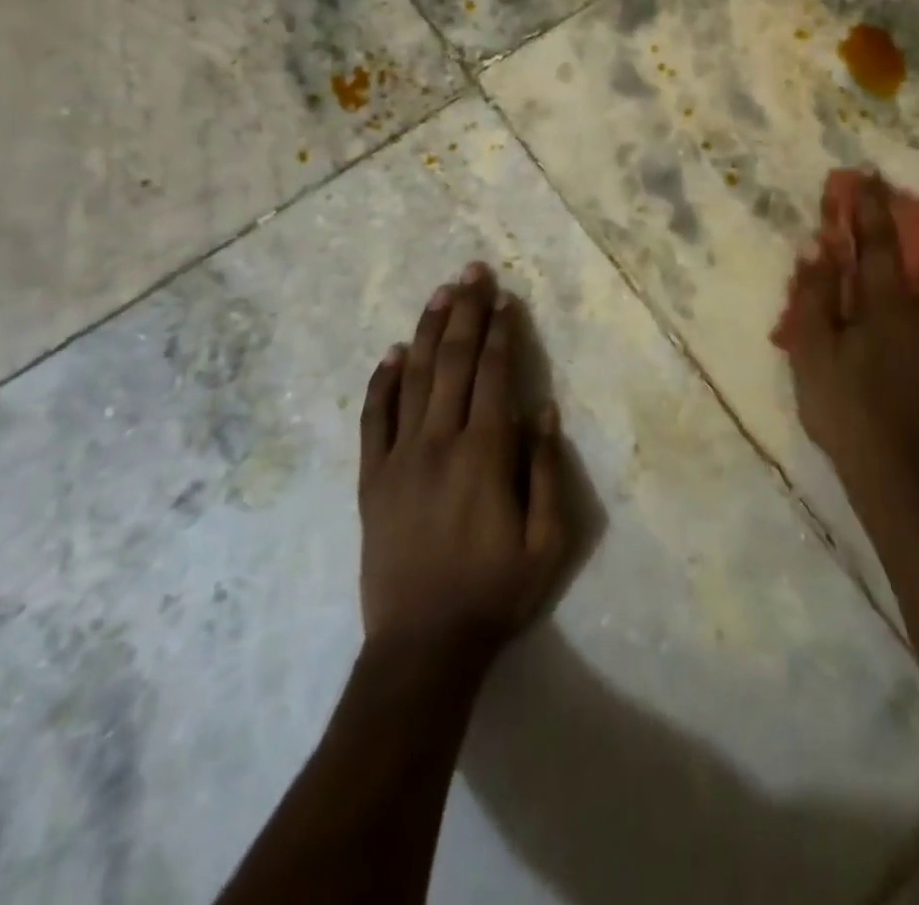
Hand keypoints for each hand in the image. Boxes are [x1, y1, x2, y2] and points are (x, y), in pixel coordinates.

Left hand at [358, 263, 569, 668]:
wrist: (422, 646)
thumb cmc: (494, 593)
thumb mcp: (546, 542)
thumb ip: (546, 471)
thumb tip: (542, 410)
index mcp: (484, 453)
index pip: (493, 375)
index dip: (500, 332)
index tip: (505, 298)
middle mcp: (439, 442)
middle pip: (453, 362)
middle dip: (465, 313)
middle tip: (472, 272)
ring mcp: (399, 458)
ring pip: (413, 379)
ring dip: (427, 331)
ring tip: (439, 293)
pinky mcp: (372, 479)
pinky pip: (374, 419)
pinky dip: (381, 383)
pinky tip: (391, 353)